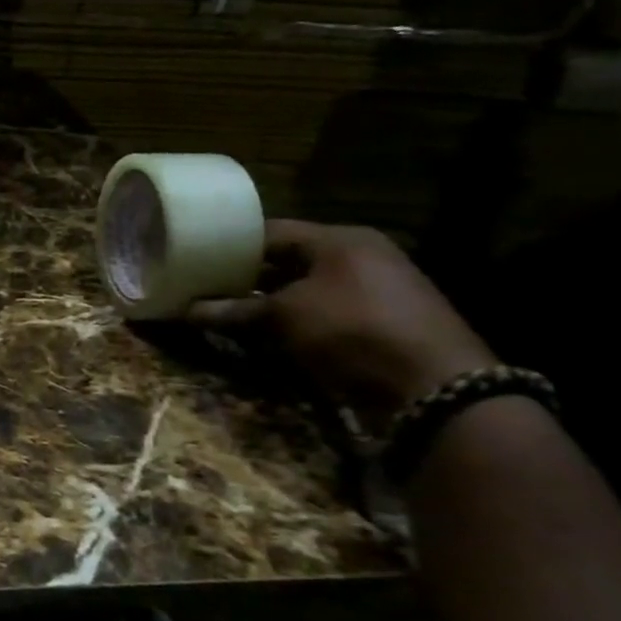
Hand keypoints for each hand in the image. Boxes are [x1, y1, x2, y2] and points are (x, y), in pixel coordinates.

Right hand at [189, 220, 493, 423]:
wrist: (435, 387)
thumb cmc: (352, 330)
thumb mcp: (284, 316)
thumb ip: (233, 310)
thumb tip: (185, 311)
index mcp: (340, 239)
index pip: (270, 232)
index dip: (229, 245)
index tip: (194, 259)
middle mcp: (360, 257)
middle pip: (286, 261)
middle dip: (245, 277)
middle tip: (203, 288)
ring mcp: (374, 291)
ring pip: (303, 289)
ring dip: (267, 302)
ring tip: (224, 312)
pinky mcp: (380, 323)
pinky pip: (322, 313)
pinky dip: (293, 321)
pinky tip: (264, 335)